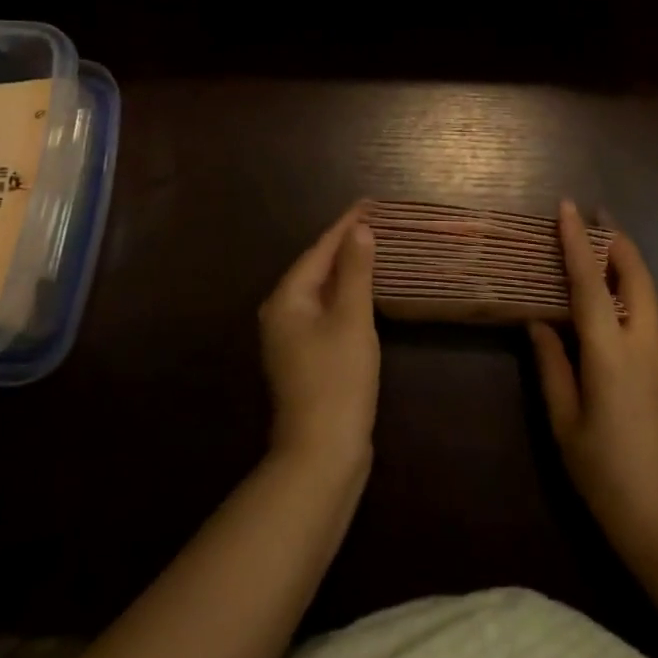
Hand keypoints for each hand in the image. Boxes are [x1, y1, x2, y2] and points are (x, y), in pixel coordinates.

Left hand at [259, 203, 379, 474]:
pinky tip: (364, 293)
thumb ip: (356, 272)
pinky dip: (345, 296)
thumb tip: (359, 230)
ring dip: (347, 270)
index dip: (346, 225)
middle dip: (345, 244)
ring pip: (321, 291)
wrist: (322, 455)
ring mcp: (291, 339)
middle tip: (376, 222)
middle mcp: (281, 314)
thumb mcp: (352, 319)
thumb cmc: (337, 380)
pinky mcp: (305, 358)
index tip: (369, 202)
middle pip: (316, 267)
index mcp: (287, 299)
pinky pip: (325, 312)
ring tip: (373, 248)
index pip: (319, 250)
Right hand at [529, 200, 657, 563]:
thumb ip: (553, 366)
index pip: (591, 284)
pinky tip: (605, 298)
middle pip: (637, 276)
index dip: (577, 241)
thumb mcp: (566, 424)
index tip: (568, 206)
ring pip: (646, 293)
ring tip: (598, 244)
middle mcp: (642, 346)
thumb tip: (538, 322)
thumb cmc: (607, 476)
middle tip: (595, 213)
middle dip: (617, 239)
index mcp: (611, 355)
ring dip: (625, 262)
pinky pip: (645, 316)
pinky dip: (626, 290)